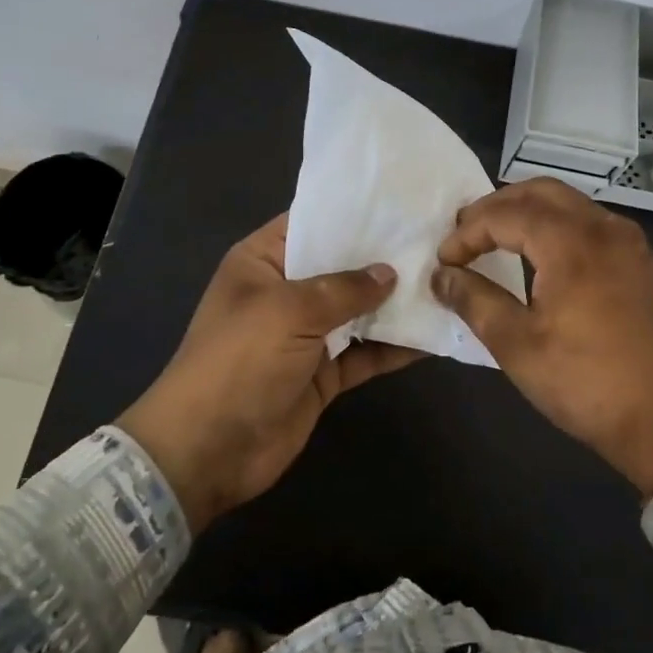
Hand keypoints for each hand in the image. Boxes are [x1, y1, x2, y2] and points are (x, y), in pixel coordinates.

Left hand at [118, 215, 422, 530]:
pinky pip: (364, 352)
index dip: (353, 211)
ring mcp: (305, 334)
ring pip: (357, 309)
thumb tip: (389, 272)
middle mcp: (286, 291)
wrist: (208, 451)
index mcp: (263, 261)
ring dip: (394, 302)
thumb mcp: (289, 311)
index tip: (402, 201)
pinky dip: (393, 346)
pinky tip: (432, 334)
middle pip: (341, 265)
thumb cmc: (240, 361)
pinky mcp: (323, 373)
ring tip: (445, 281)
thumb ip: (344, 288)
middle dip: (383, 257)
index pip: (312, 222)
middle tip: (438, 239)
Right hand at [432, 178, 652, 496]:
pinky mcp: (642, 261)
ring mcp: (629, 242)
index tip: (445, 259)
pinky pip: (591, 221)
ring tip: (497, 237)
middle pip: (540, 192)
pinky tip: (542, 253)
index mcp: (572, 243)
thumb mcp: (518, 346)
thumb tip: (442, 276)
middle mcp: (604, 227)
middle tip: (466, 233)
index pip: (507, 214)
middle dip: (497, 206)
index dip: (468, 232)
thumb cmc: (587, 384)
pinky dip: (557, 223)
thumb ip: (475, 300)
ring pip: (569, 202)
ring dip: (528, 210)